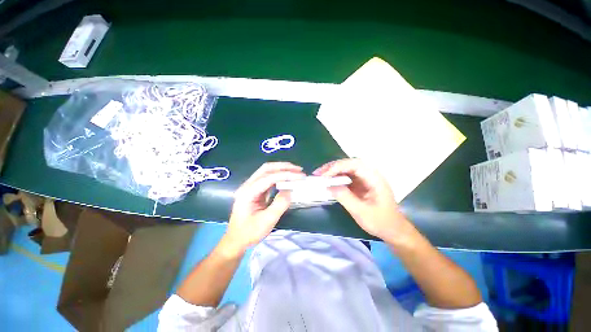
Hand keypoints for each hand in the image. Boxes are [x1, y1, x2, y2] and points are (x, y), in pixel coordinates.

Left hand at [221, 162, 304, 255]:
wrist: (236, 240)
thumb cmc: (249, 232)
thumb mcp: (267, 221)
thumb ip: (280, 204)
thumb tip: (290, 190)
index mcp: (248, 192)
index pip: (269, 177)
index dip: (286, 175)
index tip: (300, 176)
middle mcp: (248, 185)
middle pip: (266, 168)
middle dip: (284, 167)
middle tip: (298, 169)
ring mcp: (250, 187)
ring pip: (267, 171)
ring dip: (282, 169)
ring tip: (295, 172)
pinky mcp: (255, 190)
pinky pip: (268, 179)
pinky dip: (279, 176)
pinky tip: (287, 179)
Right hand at [314, 159, 414, 243]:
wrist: (393, 229)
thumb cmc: (380, 222)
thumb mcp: (361, 212)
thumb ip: (345, 197)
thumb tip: (328, 185)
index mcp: (374, 178)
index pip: (355, 165)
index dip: (338, 167)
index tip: (324, 175)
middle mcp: (370, 174)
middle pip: (349, 163)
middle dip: (333, 166)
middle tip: (318, 173)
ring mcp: (365, 178)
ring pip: (347, 168)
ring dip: (333, 170)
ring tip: (320, 175)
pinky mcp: (361, 183)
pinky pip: (347, 176)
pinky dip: (336, 177)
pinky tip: (329, 180)